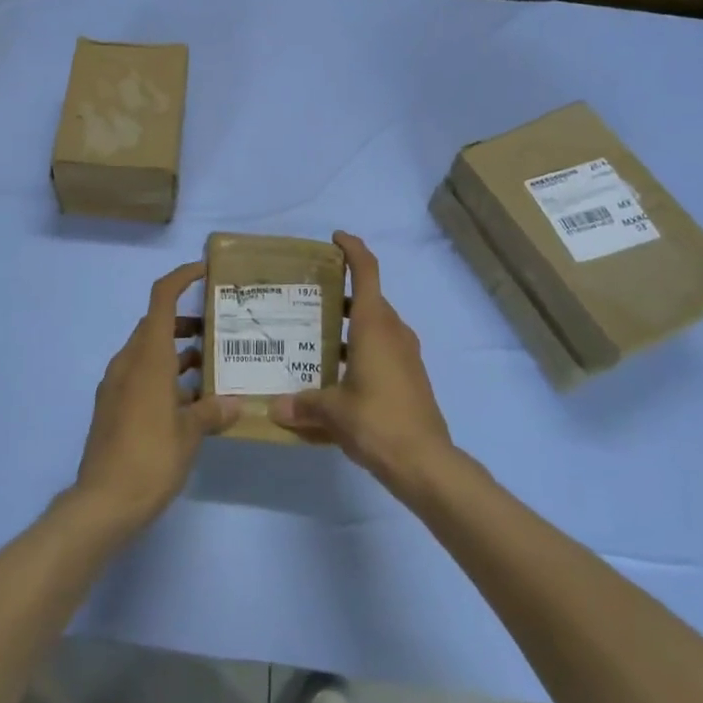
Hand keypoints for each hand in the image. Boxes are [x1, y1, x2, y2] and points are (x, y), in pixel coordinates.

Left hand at [72, 261, 238, 534]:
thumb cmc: (150, 458)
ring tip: (212, 367)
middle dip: (185, 322)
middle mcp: (128, 363)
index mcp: (147, 357)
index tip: (204, 272)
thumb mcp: (190, 434)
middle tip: (218, 330)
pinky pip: (140, 376)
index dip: (181, 278)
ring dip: (176, 353)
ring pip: (148, 353)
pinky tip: (189, 402)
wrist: (102, 503)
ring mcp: (116, 385)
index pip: (161, 299)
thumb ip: (212, 411)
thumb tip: (234, 403)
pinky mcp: (111, 407)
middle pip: (155, 325)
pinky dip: (164, 376)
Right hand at [272, 232, 453, 495]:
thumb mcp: (333, 412)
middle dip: (341, 294)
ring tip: (314, 337)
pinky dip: (360, 351)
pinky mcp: (410, 378)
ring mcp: (406, 356)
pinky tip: (336, 375)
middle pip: (369, 300)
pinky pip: (383, 352)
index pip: (367, 272)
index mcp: (374, 326)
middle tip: (308, 298)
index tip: (336, 238)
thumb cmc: (378, 422)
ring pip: (375, 327)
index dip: (353, 250)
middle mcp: (393, 333)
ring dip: (350, 326)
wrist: (426, 463)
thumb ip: (303, 405)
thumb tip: (275, 409)